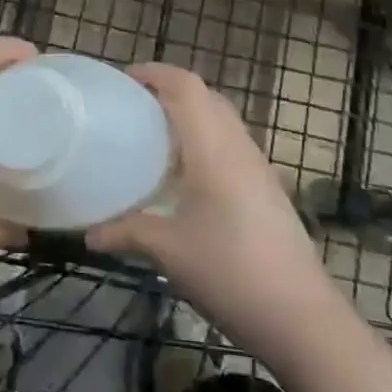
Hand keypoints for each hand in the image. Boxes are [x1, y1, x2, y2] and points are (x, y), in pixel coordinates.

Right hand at [90, 64, 340, 365]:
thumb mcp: (169, 252)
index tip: (124, 79)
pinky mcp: (268, 190)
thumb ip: (127, 233)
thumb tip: (90, 234)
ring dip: (192, 116)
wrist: (302, 318)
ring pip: (223, 121)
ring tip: (157, 138)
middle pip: (207, 97)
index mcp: (213, 147)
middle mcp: (238, 147)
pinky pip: (233, 146)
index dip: (155, 73)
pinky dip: (207, 142)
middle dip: (171, 92)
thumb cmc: (230, 272)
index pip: (186, 86)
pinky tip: (189, 177)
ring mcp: (259, 168)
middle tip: (136, 108)